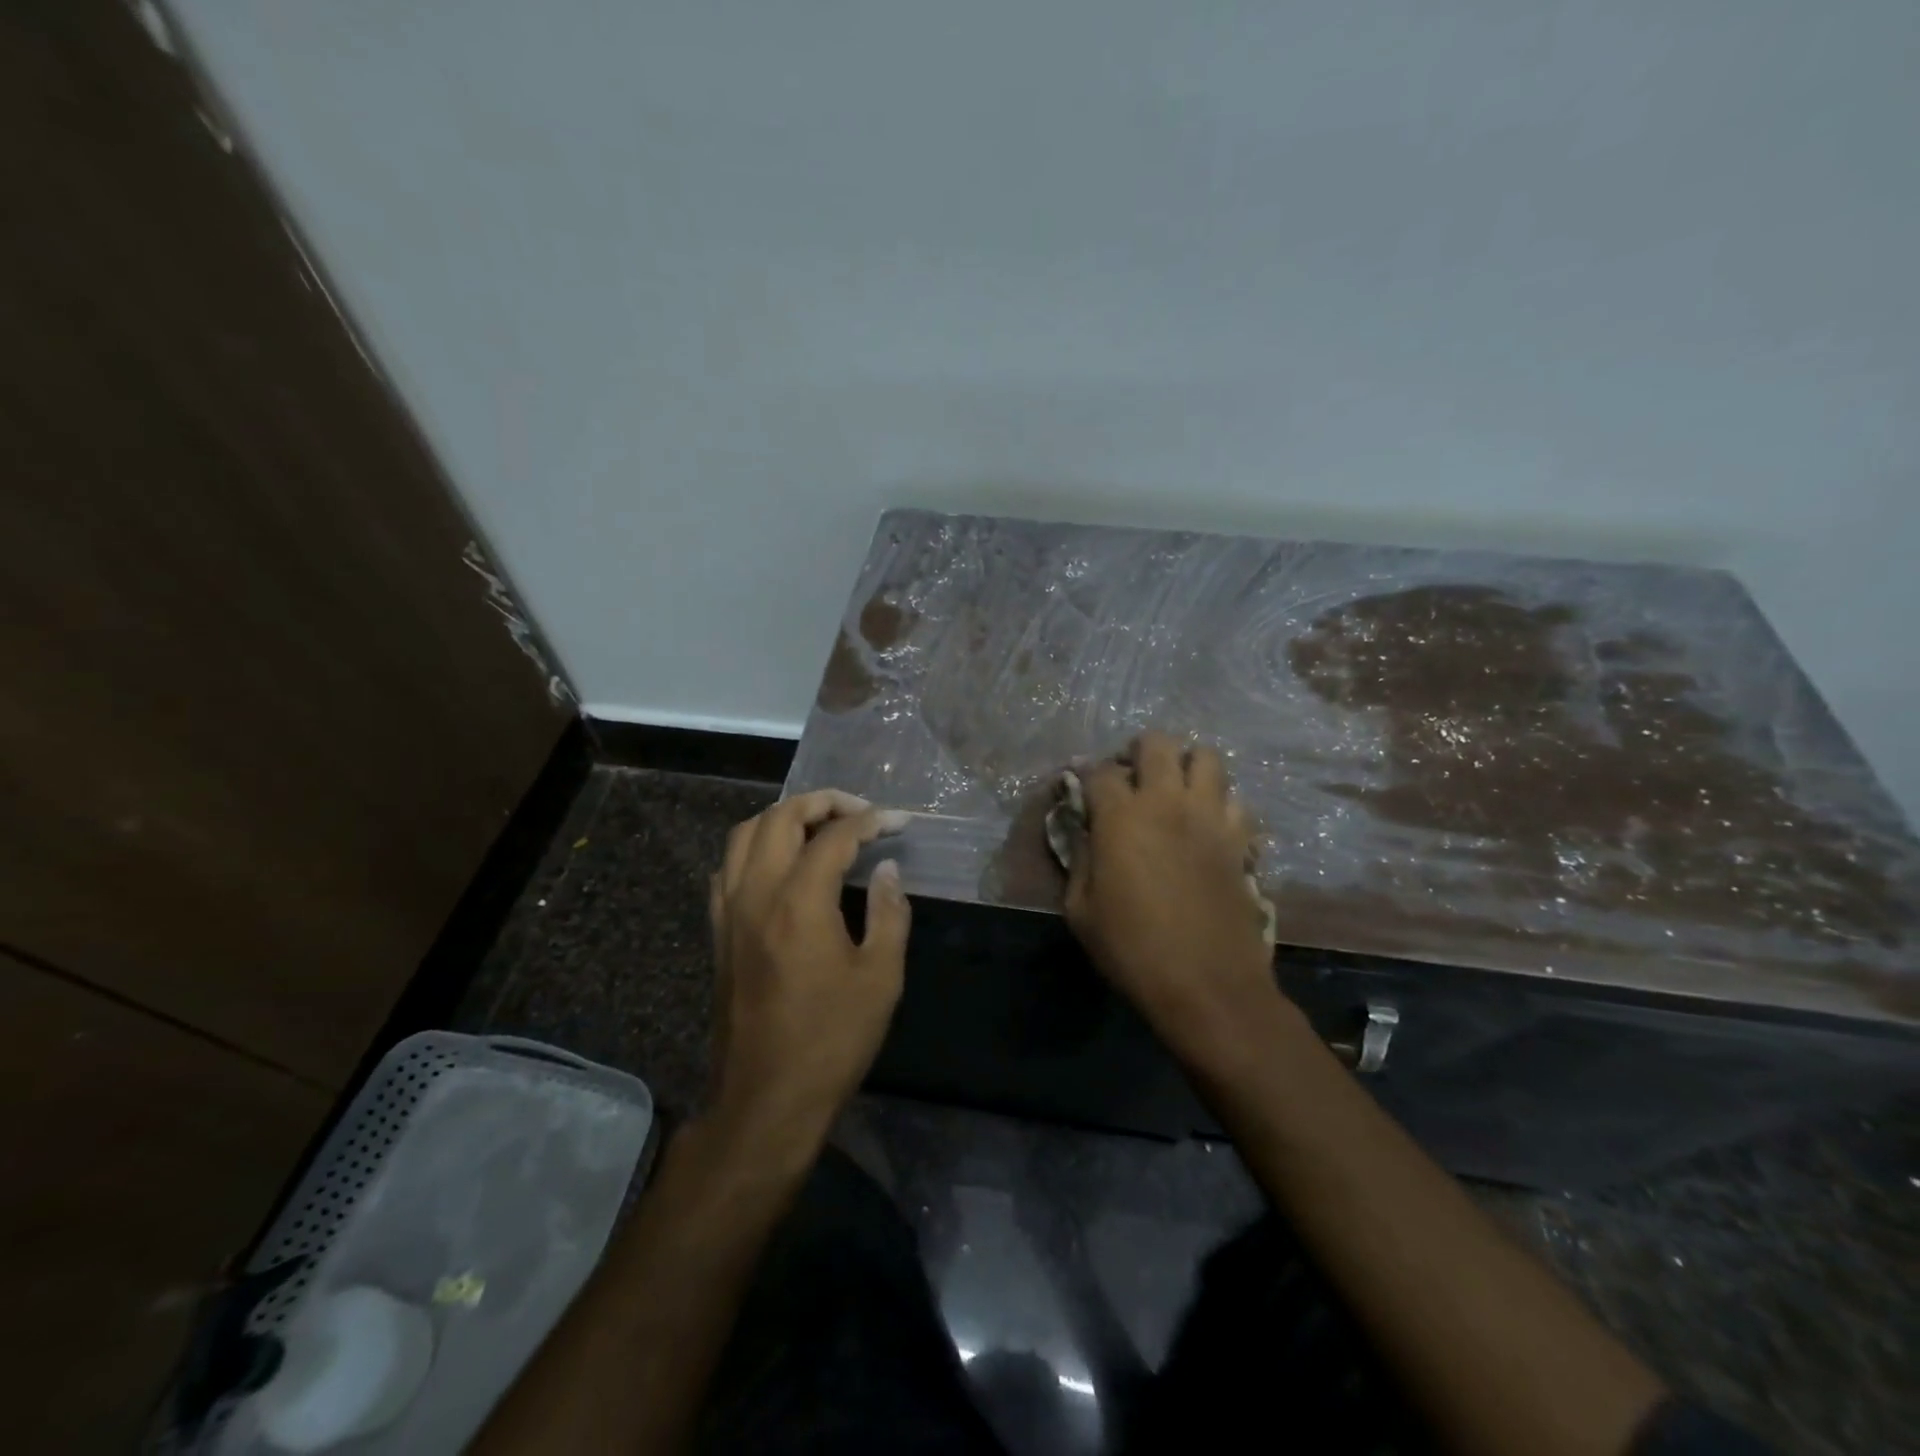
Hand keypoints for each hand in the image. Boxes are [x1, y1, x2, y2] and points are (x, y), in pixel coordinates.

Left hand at [706, 790, 911, 1152]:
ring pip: (744, 834)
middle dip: (822, 802)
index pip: (834, 836)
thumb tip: (886, 869)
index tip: (898, 821)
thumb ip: (889, 913)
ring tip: (818, 827)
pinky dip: (755, 848)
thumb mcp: (880, 978)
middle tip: (857, 811)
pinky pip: (728, 867)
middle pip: (780, 818)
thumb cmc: (831, 1040)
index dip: (871, 820)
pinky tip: (780, 864)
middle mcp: (757, 894)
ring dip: (783, 818)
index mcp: (800, 902)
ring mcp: (729, 912)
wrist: (766, 1098)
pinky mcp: (718, 933)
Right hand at [1064, 731, 1282, 1064]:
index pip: (1099, 770)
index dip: (1087, 775)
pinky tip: (1207, 825)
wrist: (1207, 985)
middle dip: (1139, 752)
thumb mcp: (1080, 910)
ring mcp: (1210, 817)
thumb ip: (1079, 860)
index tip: (1083, 790)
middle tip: (1132, 779)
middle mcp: (1167, 802)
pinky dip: (1219, 802)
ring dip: (1186, 766)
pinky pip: (1236, 799)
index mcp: (1121, 816)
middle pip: (1157, 743)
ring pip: (1207, 757)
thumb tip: (1085, 834)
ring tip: (1175, 792)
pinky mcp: (1239, 838)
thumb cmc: (1132, 949)